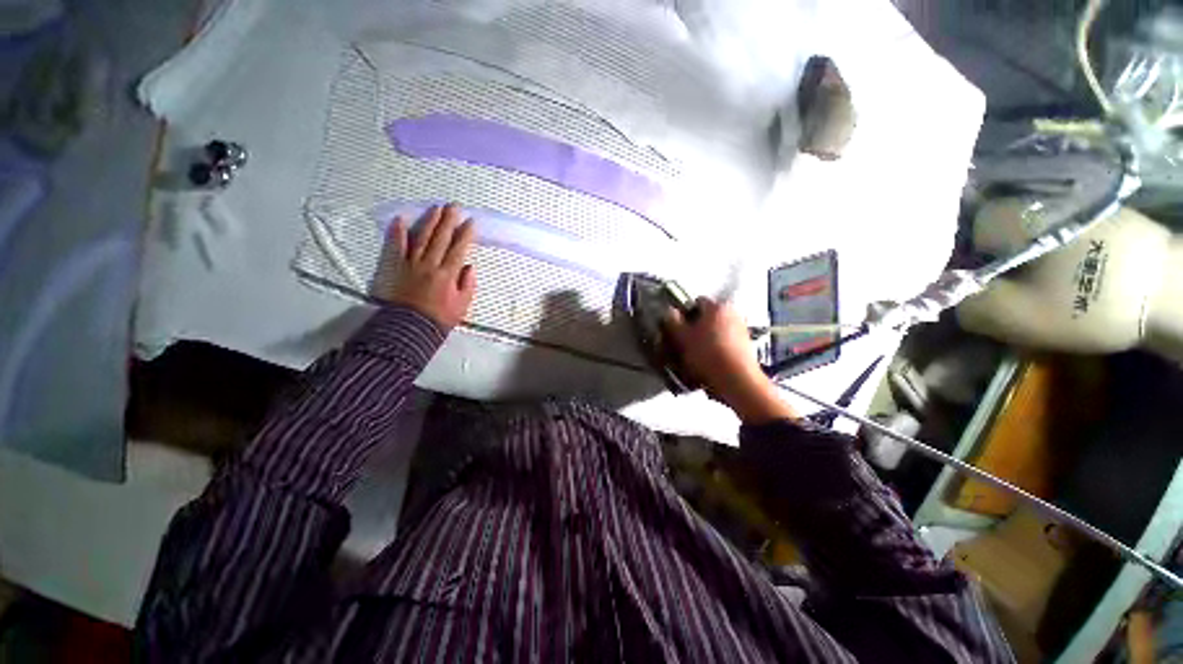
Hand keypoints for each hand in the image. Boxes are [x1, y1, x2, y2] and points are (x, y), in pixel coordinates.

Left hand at [381, 204, 476, 329]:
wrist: (409, 327)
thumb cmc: (439, 318)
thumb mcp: (462, 305)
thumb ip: (468, 285)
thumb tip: (469, 266)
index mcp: (448, 274)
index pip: (459, 249)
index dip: (465, 234)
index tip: (471, 222)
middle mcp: (430, 264)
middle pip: (441, 238)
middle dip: (449, 221)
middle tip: (454, 206)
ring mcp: (412, 263)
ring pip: (422, 238)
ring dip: (430, 221)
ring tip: (436, 208)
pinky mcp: (396, 266)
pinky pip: (397, 246)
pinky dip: (398, 232)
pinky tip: (401, 219)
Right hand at [662, 298, 796, 423]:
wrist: (737, 379)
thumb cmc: (706, 354)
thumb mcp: (682, 337)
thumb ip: (673, 321)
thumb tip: (668, 311)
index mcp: (717, 306)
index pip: (696, 302)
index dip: (684, 314)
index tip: (678, 329)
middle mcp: (733, 312)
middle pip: (708, 317)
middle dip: (697, 327)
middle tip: (686, 343)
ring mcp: (743, 328)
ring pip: (718, 330)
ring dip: (708, 338)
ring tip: (697, 355)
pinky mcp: (748, 345)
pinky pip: (727, 342)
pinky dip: (718, 348)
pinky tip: (711, 362)